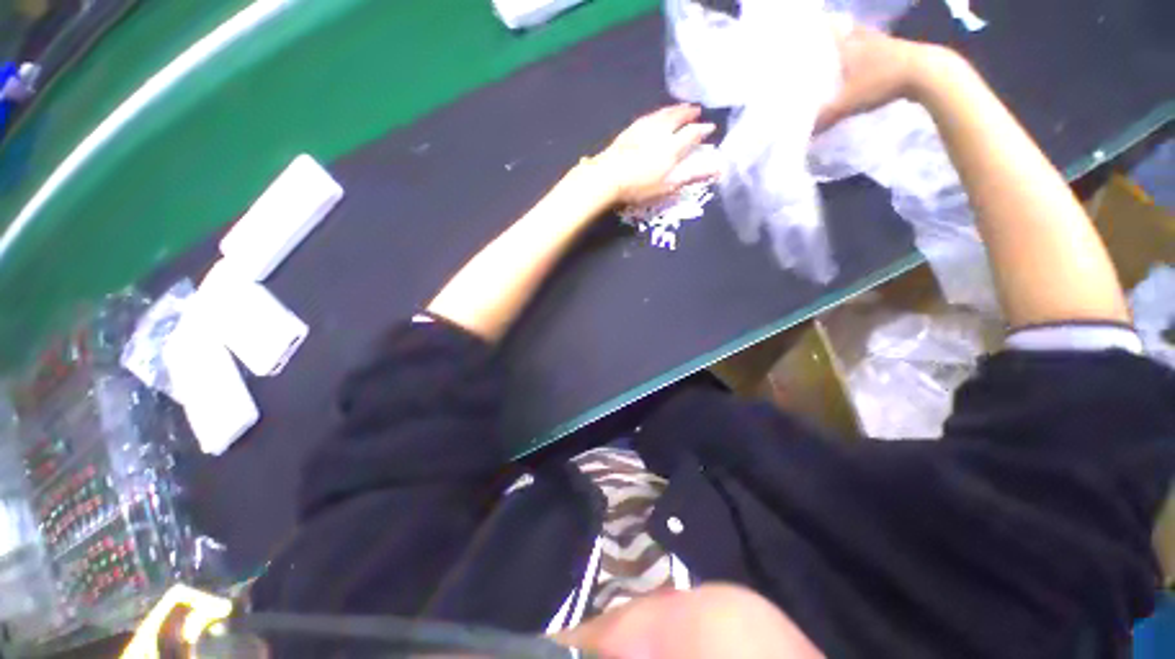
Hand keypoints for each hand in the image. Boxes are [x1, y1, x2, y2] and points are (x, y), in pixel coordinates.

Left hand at [590, 104, 718, 205]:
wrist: (607, 176)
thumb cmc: (639, 186)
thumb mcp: (668, 185)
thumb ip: (692, 175)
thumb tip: (718, 168)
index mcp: (672, 146)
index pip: (692, 134)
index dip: (702, 130)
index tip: (710, 127)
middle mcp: (661, 132)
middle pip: (677, 117)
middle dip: (688, 112)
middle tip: (696, 109)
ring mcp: (644, 128)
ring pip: (663, 113)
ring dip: (674, 109)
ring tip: (680, 106)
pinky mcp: (630, 130)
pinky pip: (649, 116)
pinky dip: (658, 112)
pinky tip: (656, 114)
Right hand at [818, 26, 948, 128]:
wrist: (927, 73)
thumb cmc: (881, 81)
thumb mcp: (848, 104)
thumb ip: (825, 118)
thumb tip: (806, 132)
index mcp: (848, 45)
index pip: (829, 30)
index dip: (818, 28)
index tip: (807, 29)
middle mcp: (864, 38)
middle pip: (847, 30)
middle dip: (836, 33)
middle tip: (824, 40)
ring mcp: (884, 42)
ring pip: (864, 37)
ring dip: (855, 41)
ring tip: (845, 52)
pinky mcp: (900, 50)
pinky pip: (878, 47)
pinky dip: (871, 52)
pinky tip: (868, 63)